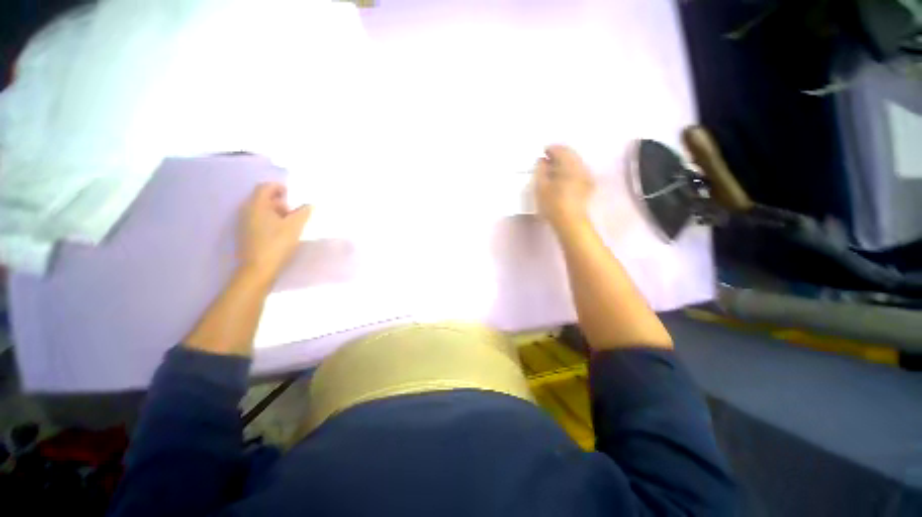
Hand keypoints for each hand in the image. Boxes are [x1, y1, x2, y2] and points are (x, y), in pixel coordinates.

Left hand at [237, 183, 311, 283]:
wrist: (258, 270)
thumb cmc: (277, 244)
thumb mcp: (295, 227)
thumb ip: (303, 213)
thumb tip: (309, 205)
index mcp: (256, 205)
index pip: (265, 187)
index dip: (280, 187)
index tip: (293, 195)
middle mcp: (246, 210)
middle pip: (262, 198)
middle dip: (279, 201)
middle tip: (294, 211)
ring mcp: (243, 223)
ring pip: (260, 210)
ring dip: (275, 212)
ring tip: (290, 223)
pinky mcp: (244, 234)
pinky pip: (257, 220)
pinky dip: (269, 221)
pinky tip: (280, 232)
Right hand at [535, 145, 594, 230]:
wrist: (570, 222)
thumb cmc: (553, 204)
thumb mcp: (540, 187)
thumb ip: (540, 170)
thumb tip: (542, 161)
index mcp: (569, 164)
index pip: (560, 150)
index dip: (550, 150)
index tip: (541, 153)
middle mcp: (581, 167)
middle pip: (570, 154)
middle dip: (558, 156)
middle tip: (546, 162)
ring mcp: (587, 176)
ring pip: (575, 163)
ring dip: (564, 163)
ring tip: (552, 171)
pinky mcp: (588, 186)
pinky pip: (578, 171)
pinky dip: (569, 171)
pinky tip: (561, 179)